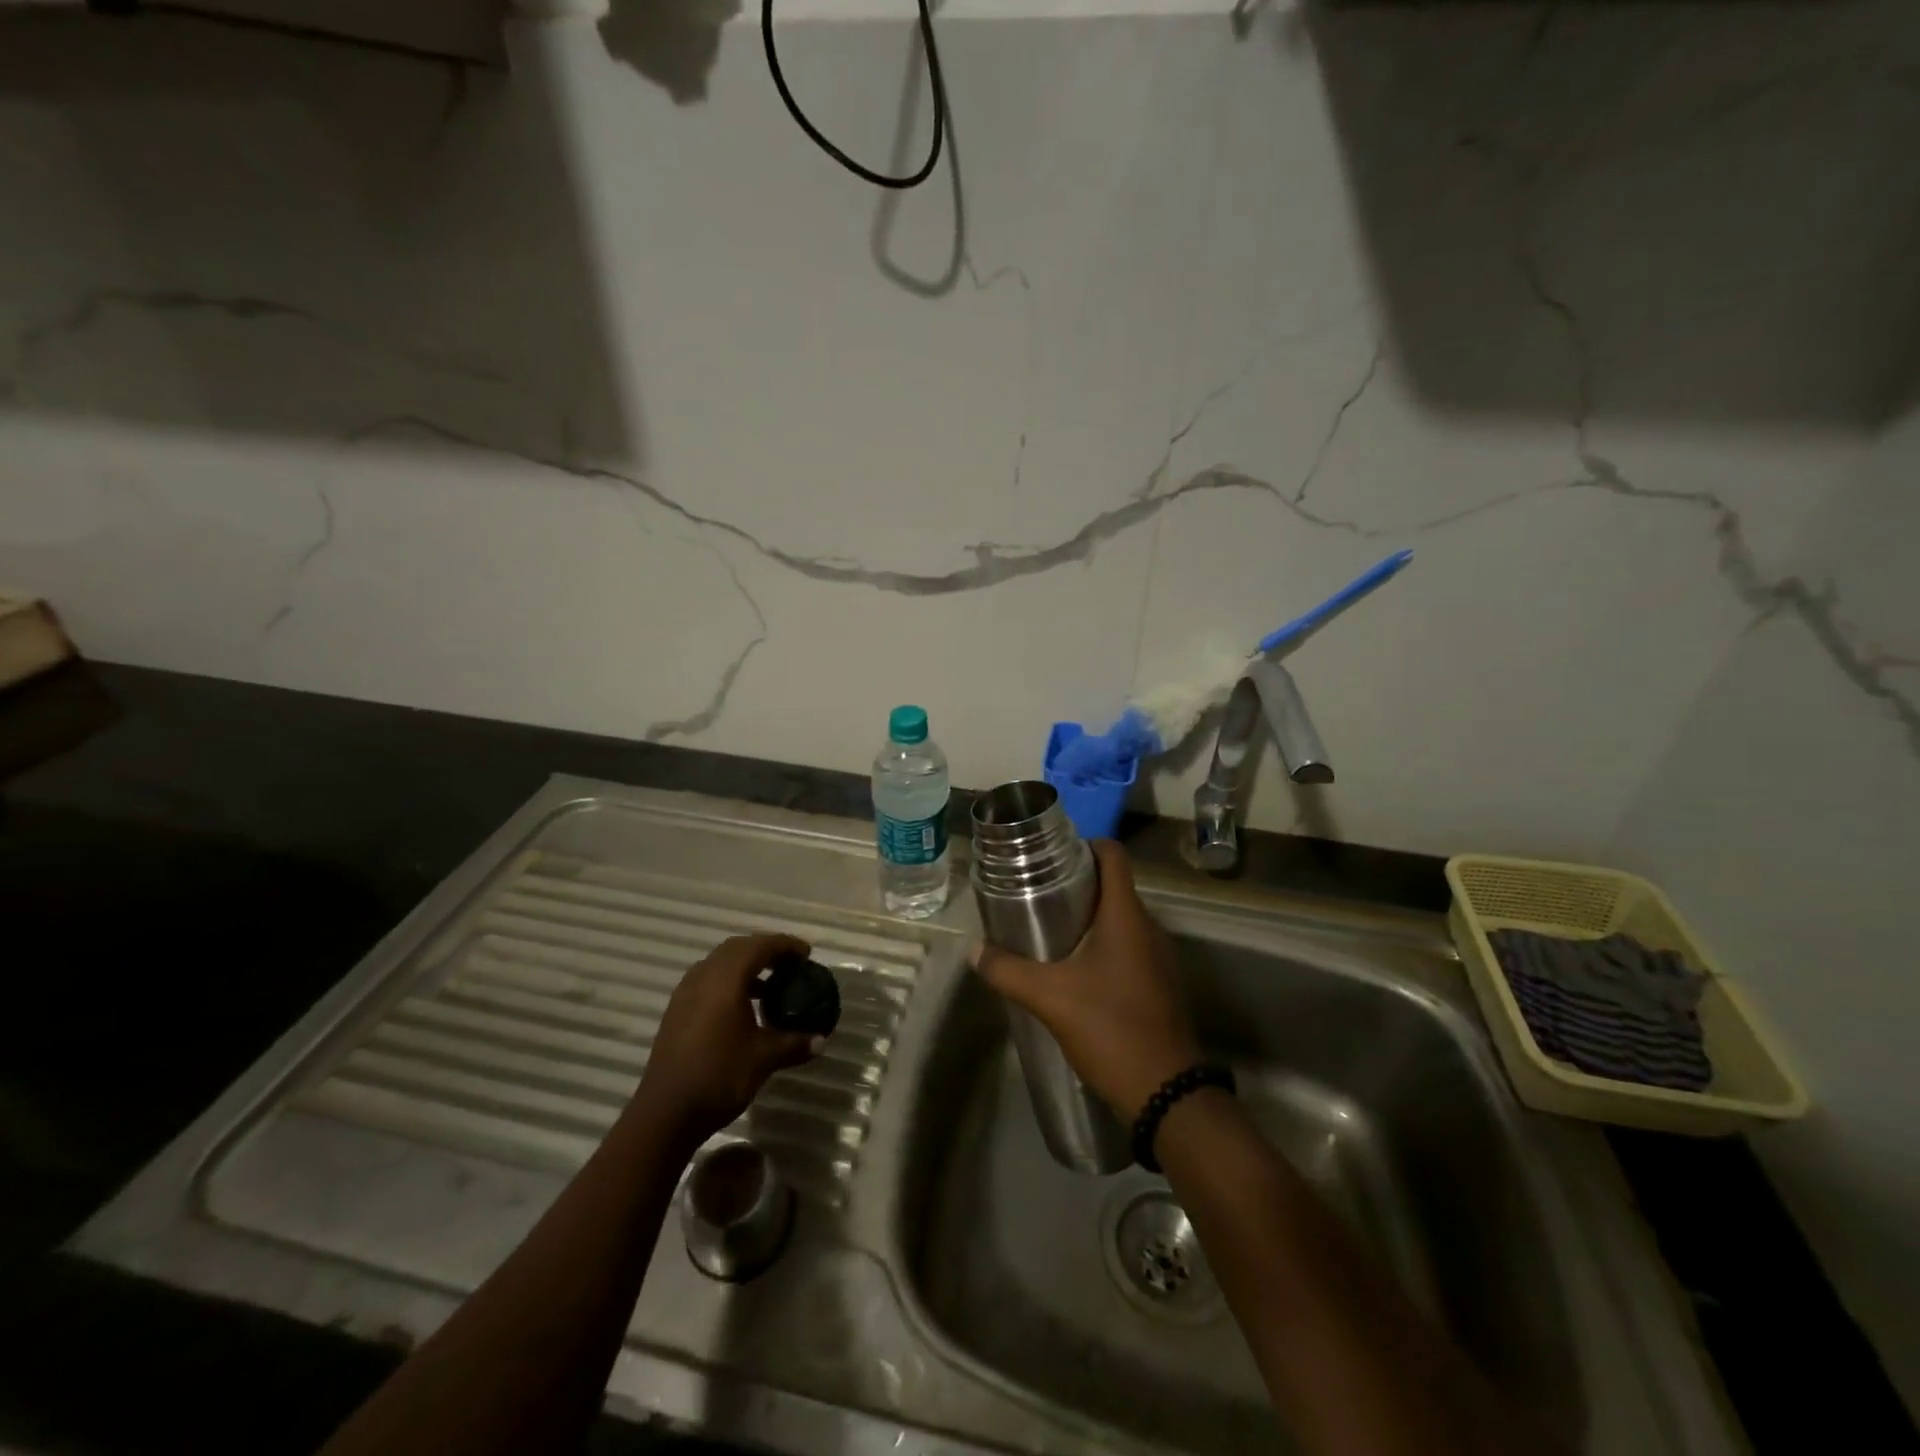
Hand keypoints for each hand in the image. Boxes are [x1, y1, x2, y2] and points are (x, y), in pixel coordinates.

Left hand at [635, 934, 822, 1146]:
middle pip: (737, 948)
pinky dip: (729, 982)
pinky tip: (743, 1007)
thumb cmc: (719, 1076)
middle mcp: (703, 977)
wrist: (665, 1114)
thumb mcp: (763, 1059)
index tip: (806, 954)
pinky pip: (707, 981)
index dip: (785, 945)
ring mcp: (685, 993)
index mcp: (726, 980)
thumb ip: (794, 1043)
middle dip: (765, 950)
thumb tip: (821, 1041)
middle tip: (789, 965)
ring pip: (719, 963)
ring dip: (745, 966)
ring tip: (770, 985)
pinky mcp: (676, 1011)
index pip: (760, 946)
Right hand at [970, 841, 1199, 1121]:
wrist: (1166, 1093)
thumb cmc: (1110, 1028)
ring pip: (1120, 918)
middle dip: (1077, 882)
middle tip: (1036, 891)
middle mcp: (1148, 928)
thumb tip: (974, 950)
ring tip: (1048, 926)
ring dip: (1088, 916)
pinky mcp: (1158, 984)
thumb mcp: (1050, 998)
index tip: (1051, 853)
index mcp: (1126, 916)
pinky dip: (1102, 944)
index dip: (1084, 844)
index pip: (1113, 855)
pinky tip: (1073, 967)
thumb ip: (1008, 971)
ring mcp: (1157, 957)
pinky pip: (1128, 946)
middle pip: (1113, 885)